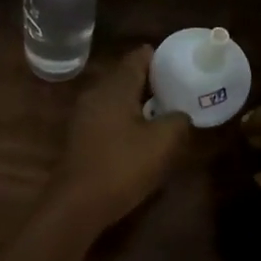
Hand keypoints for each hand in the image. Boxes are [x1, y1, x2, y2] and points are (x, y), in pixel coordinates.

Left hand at [49, 46, 192, 229]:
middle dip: (154, 81)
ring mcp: (84, 115)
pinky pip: (109, 117)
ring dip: (140, 102)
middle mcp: (97, 93)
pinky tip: (142, 136)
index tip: (183, 65)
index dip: (162, 58)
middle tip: (180, 90)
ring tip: (166, 113)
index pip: (140, 56)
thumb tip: (180, 114)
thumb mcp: (163, 142)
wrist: (77, 204)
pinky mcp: (81, 136)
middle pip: (128, 76)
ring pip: (118, 98)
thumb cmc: (122, 166)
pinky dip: (127, 119)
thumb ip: (178, 120)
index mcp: (116, 87)